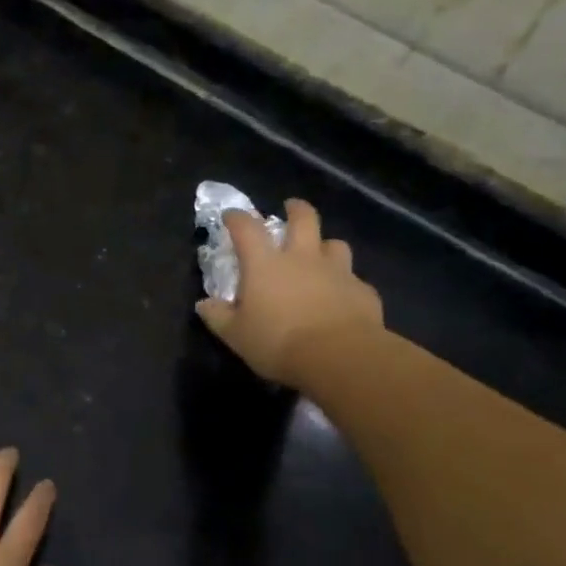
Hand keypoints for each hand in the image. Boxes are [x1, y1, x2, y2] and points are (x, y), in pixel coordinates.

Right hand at [195, 199, 383, 385]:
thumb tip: (204, 304)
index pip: (247, 228)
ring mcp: (337, 272)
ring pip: (335, 244)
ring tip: (320, 254)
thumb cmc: (279, 342)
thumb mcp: (236, 335)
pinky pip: (353, 280)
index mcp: (266, 265)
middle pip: (304, 219)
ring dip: (325, 245)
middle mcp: (302, 258)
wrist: (339, 357)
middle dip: (296, 209)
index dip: (237, 218)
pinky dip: (345, 284)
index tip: (231, 216)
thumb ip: (218, 317)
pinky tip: (341, 298)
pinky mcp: (362, 291)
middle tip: (292, 207)